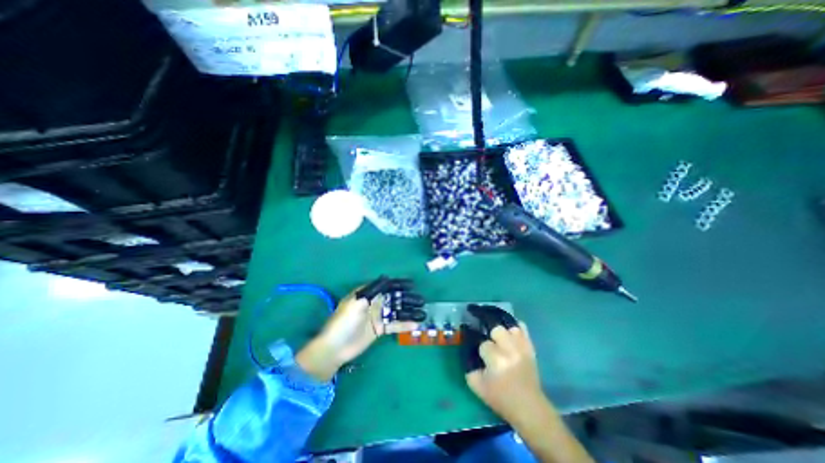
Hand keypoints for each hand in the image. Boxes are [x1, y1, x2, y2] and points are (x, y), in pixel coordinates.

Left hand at [296, 278, 420, 383]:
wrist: (334, 348)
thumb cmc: (344, 322)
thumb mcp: (357, 303)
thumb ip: (372, 290)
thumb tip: (386, 277)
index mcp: (368, 294)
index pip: (386, 286)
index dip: (399, 284)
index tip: (412, 285)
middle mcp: (375, 303)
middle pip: (394, 298)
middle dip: (407, 298)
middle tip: (422, 300)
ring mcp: (378, 316)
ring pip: (396, 311)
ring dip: (409, 311)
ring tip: (423, 313)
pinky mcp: (380, 329)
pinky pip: (394, 324)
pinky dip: (404, 324)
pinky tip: (415, 325)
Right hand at [463, 308, 545, 426]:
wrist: (528, 407)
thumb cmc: (500, 397)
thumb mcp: (476, 385)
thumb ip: (469, 364)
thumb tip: (467, 347)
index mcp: (497, 361)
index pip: (483, 344)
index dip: (481, 349)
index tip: (480, 354)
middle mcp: (511, 350)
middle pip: (496, 329)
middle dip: (491, 336)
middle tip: (490, 344)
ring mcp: (522, 347)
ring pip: (509, 326)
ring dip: (502, 331)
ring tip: (499, 337)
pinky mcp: (530, 347)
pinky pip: (522, 327)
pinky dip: (514, 327)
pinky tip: (508, 332)